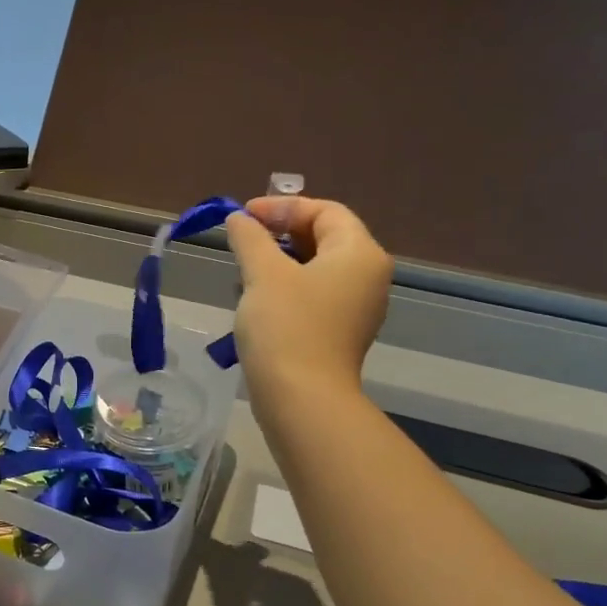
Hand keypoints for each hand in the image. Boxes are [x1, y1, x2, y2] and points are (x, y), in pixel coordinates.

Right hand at [224, 196, 392, 410]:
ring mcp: (356, 308)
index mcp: (359, 253)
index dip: (282, 207)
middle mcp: (367, 277)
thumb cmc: (286, 326)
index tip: (243, 215)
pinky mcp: (339, 333)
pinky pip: (314, 296)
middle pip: (324, 237)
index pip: (325, 211)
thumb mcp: (263, 273)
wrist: (301, 398)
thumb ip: (250, 238)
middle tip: (242, 240)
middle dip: (280, 233)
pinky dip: (286, 288)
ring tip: (243, 271)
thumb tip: (239, 219)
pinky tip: (256, 300)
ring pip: (316, 268)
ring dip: (279, 262)